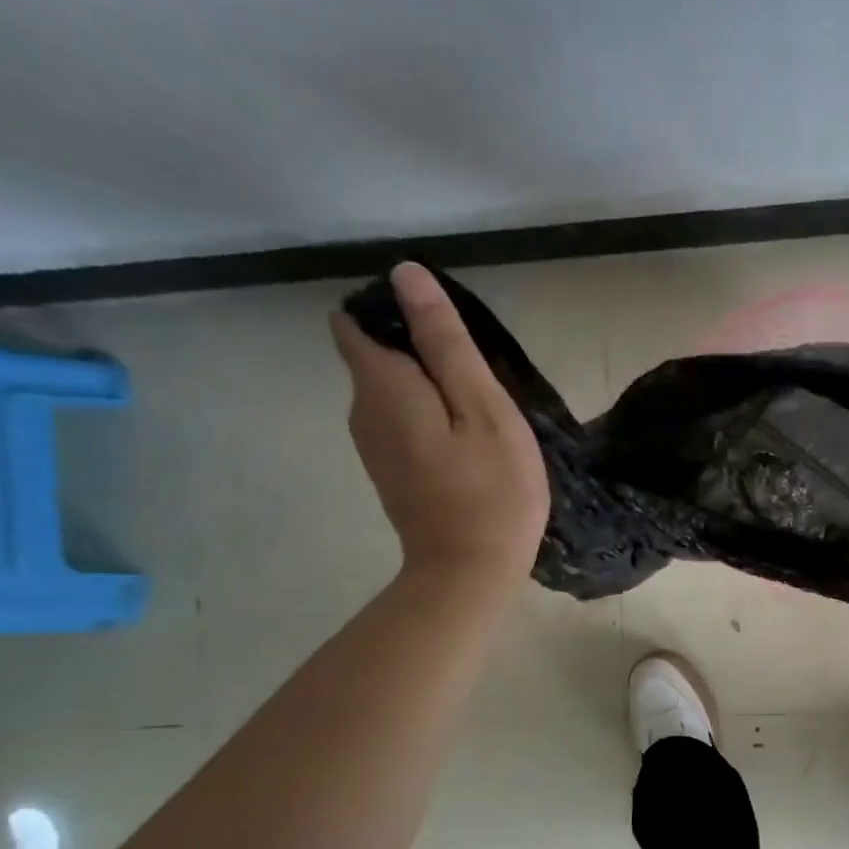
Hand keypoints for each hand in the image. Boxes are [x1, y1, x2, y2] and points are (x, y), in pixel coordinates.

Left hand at [330, 263, 550, 582]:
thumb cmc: (490, 489)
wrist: (469, 572)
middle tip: (480, 375)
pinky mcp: (390, 472)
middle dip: (418, 350)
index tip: (447, 331)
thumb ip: (445, 343)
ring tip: (479, 408)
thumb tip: (405, 276)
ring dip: (426, 386)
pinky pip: (399, 421)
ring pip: (390, 391)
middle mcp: (362, 409)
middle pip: (375, 356)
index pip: (358, 322)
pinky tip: (466, 439)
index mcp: (382, 386)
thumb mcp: (484, 409)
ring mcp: (372, 446)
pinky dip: (426, 416)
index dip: (395, 312)